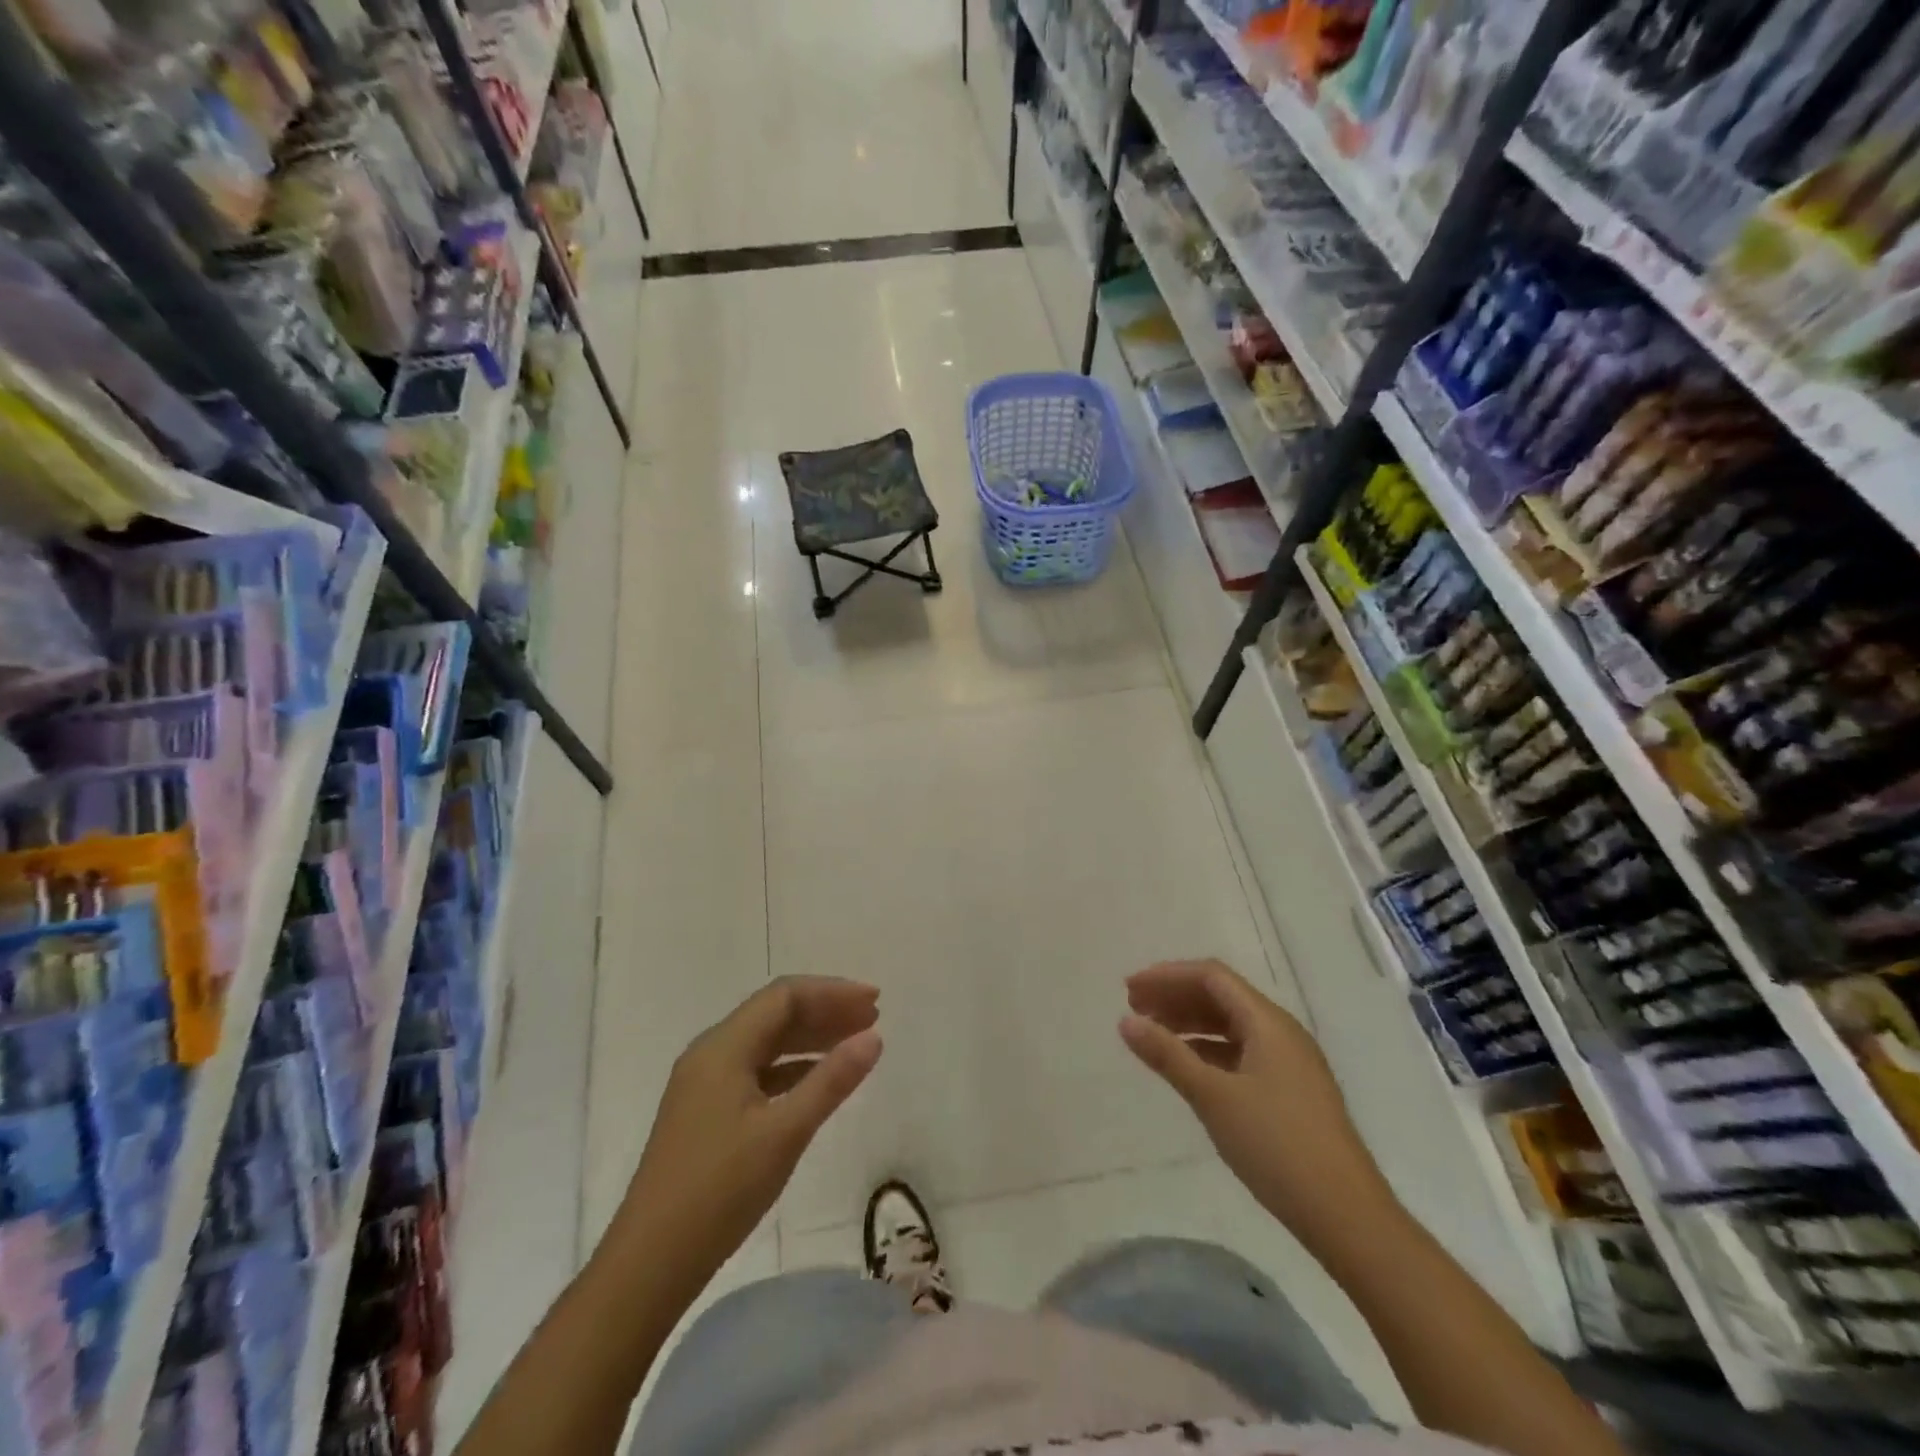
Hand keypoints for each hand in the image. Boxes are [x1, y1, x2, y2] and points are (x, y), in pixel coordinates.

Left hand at [615, 977, 882, 1287]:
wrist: (649, 1264)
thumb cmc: (719, 1191)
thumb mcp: (784, 1133)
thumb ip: (831, 1081)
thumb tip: (874, 1037)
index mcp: (723, 1047)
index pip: (784, 996)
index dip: (832, 992)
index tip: (875, 1002)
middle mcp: (711, 1053)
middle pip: (774, 1013)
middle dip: (825, 1010)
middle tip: (873, 1018)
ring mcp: (705, 1083)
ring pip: (766, 1042)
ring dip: (811, 1037)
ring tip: (855, 1043)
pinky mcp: (705, 1110)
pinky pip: (756, 1069)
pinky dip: (792, 1066)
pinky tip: (818, 1079)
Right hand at [1120, 960, 1399, 1259]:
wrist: (1347, 1215)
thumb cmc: (1276, 1145)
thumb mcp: (1213, 1097)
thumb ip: (1167, 1055)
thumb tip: (1125, 1021)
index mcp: (1267, 1022)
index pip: (1211, 977)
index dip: (1167, 976)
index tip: (1130, 989)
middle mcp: (1281, 1032)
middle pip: (1221, 996)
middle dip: (1176, 996)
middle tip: (1134, 1009)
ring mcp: (1290, 1063)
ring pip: (1232, 1025)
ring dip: (1191, 1023)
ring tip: (1154, 1035)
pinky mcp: (1291, 1091)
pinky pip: (1242, 1052)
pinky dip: (1209, 1050)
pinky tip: (1188, 1067)